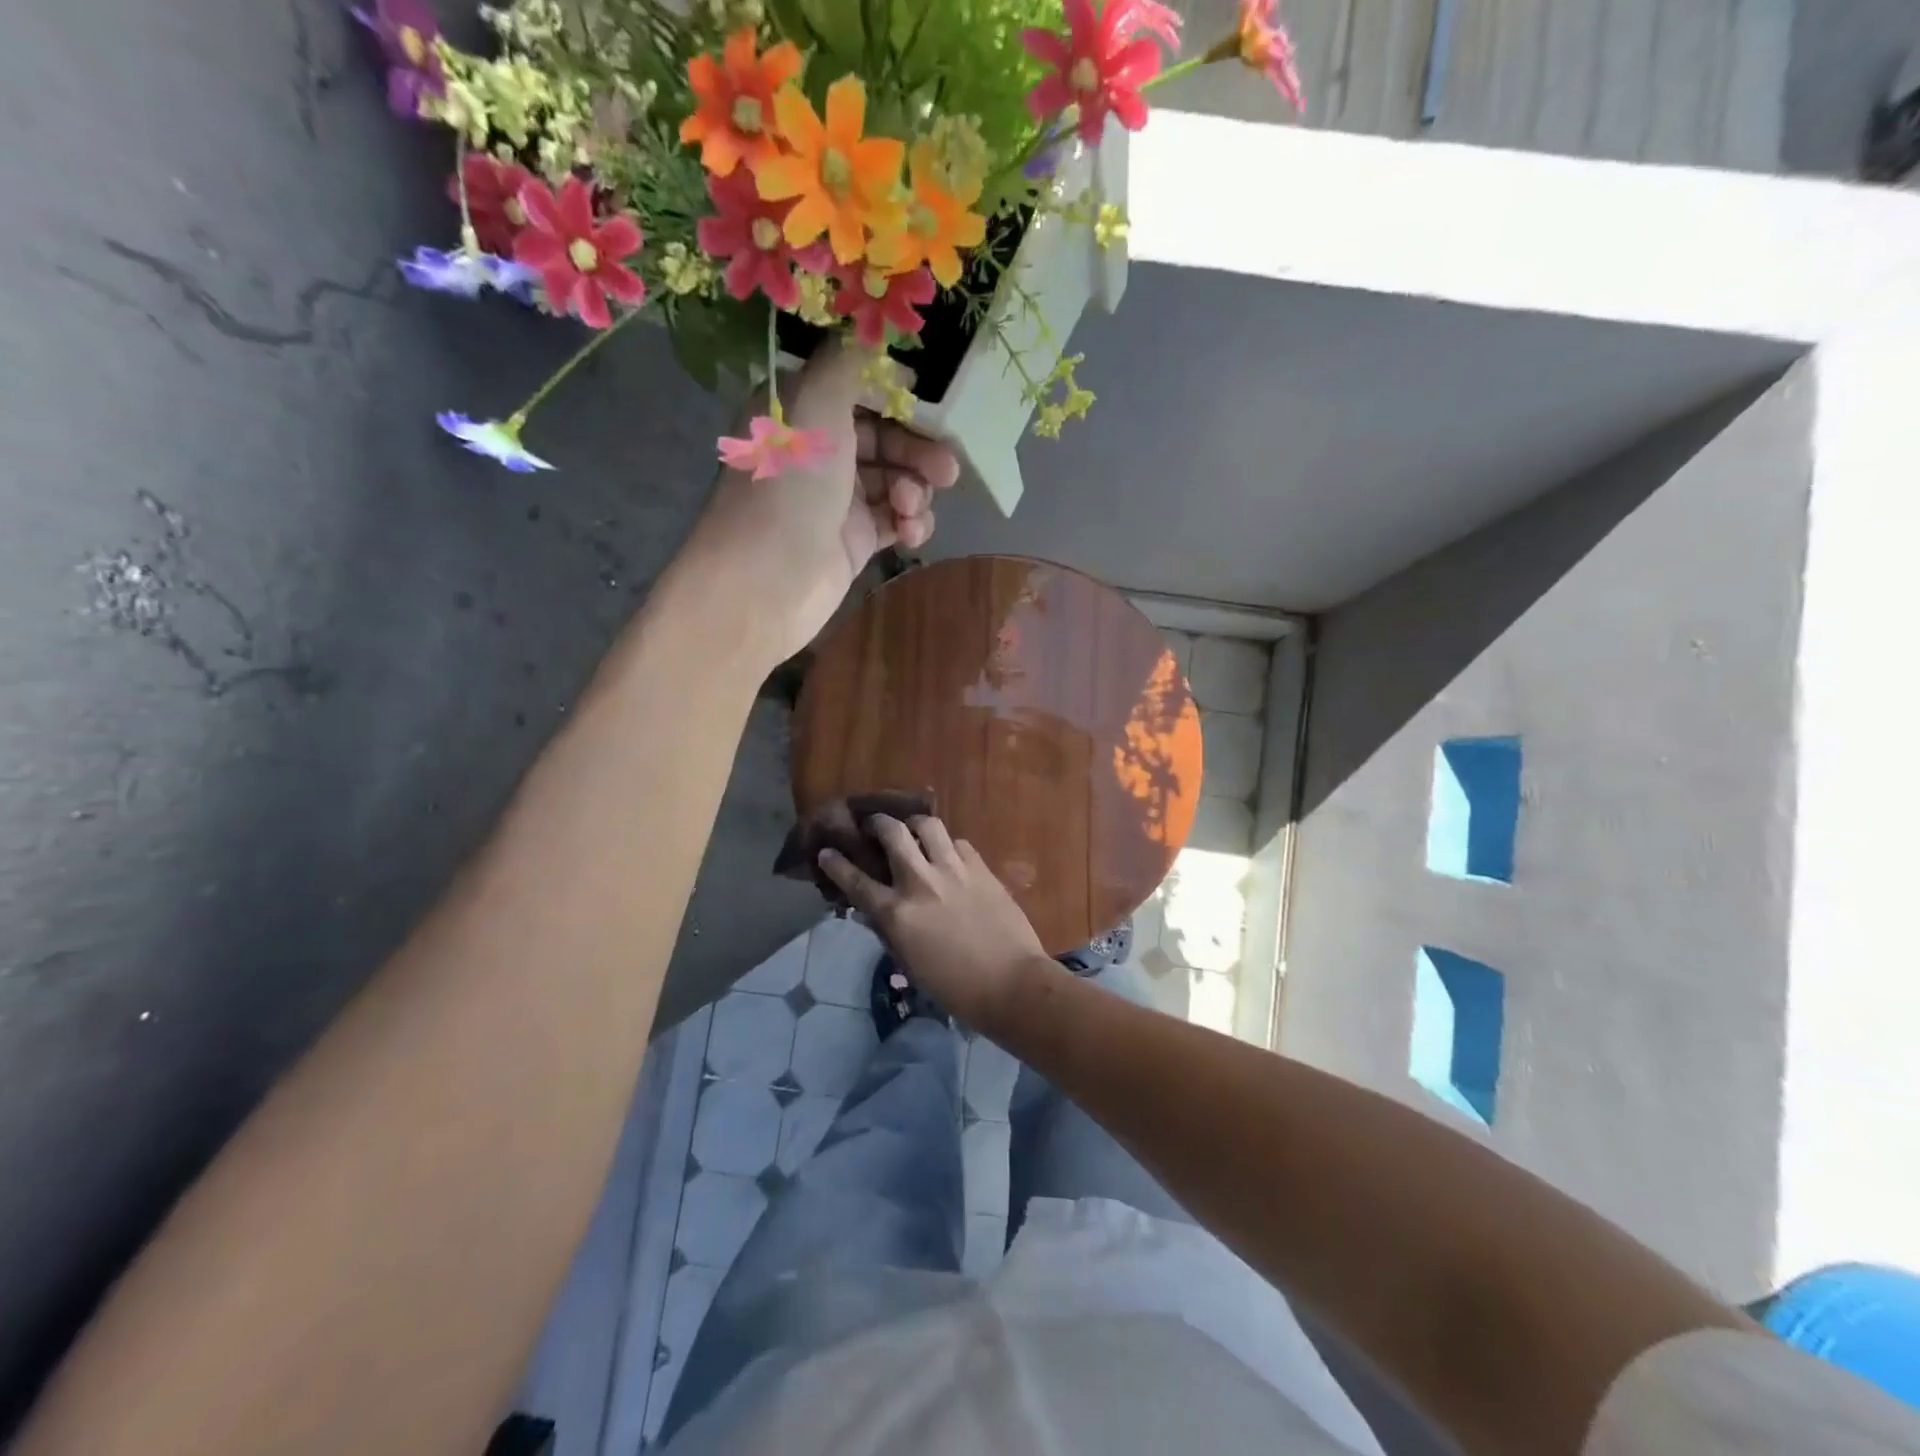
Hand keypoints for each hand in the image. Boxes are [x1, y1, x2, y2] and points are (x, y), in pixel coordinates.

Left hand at [688, 338, 959, 666]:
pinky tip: (912, 531)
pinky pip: (894, 519)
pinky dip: (910, 522)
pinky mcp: (854, 540)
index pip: (854, 388)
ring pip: (894, 478)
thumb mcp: (816, 403)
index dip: (893, 393)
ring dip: (915, 488)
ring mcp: (836, 499)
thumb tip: (877, 344)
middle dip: (917, 449)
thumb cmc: (790, 486)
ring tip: (912, 506)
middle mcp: (817, 450)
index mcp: (798, 410)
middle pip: (883, 436)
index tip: (927, 401)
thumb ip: (848, 363)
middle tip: (946, 468)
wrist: (768, 582)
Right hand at [818, 814, 1057, 1034]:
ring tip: (912, 832)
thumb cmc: (954, 986)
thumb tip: (868, 910)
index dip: (836, 863)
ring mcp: (954, 870)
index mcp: (898, 913)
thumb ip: (887, 931)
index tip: (826, 851)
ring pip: (927, 825)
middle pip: (892, 833)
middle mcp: (921, 882)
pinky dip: (948, 846)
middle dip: (877, 823)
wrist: (1011, 984)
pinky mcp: (981, 868)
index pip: (856, 880)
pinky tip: (948, 856)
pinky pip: (958, 843)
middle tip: (873, 825)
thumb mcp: (909, 963)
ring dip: (914, 826)